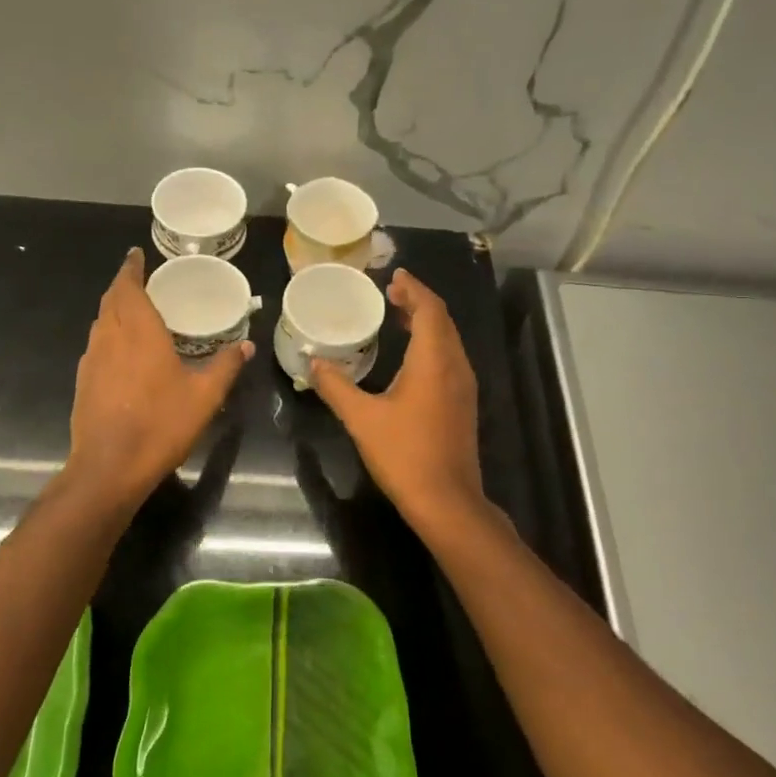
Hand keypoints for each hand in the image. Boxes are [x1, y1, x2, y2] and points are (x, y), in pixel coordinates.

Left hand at [68, 249, 251, 498]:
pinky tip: (123, 351)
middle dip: (123, 285)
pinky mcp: (83, 381)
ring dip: (113, 309)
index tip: (135, 254)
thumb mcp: (204, 396)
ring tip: (133, 310)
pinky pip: (96, 344)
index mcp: (139, 332)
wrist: (109, 467)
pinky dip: (109, 334)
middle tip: (141, 279)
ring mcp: (91, 360)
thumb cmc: (160, 424)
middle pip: (110, 300)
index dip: (131, 268)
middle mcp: (110, 337)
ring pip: (100, 322)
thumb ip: (225, 367)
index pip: (128, 287)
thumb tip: (246, 345)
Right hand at [309, 269, 488, 532]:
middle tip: (390, 293)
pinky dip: (432, 343)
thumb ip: (335, 387)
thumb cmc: (404, 454)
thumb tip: (312, 362)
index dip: (413, 288)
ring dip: (426, 322)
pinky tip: (410, 356)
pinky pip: (449, 358)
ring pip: (448, 340)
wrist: (446, 500)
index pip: (429, 309)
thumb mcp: (361, 418)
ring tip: (398, 316)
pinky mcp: (463, 403)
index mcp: (433, 361)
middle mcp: (454, 366)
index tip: (393, 276)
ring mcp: (463, 386)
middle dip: (418, 302)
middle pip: (442, 320)